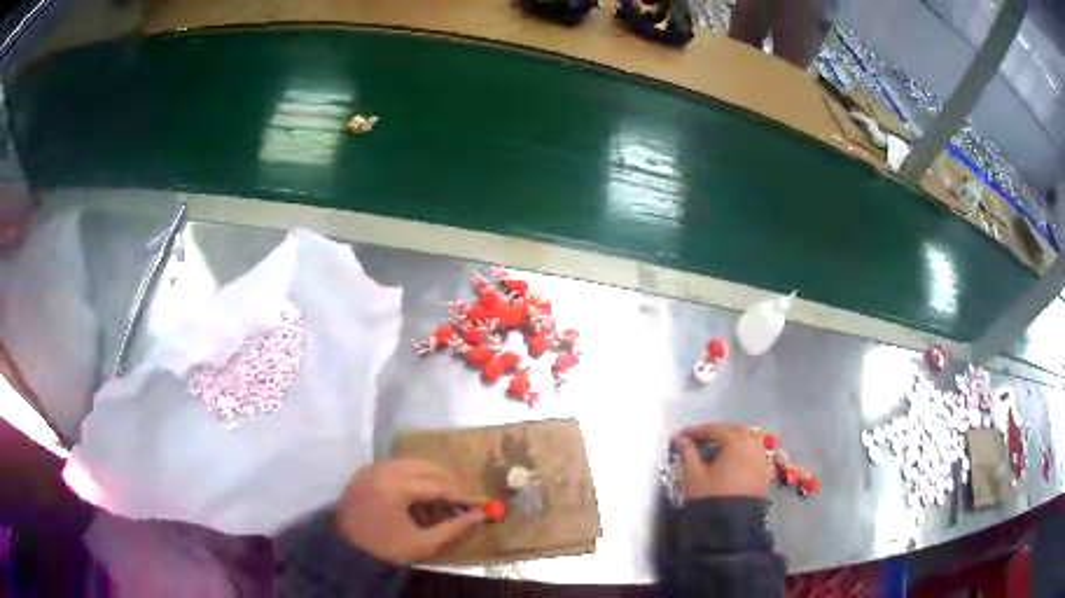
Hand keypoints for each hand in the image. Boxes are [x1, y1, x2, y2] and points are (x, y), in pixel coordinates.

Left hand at [333, 458, 485, 563]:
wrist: (345, 550)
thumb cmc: (385, 549)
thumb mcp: (422, 543)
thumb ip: (453, 527)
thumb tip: (480, 515)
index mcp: (395, 488)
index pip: (438, 486)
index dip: (463, 494)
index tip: (483, 502)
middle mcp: (383, 470)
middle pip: (426, 467)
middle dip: (450, 481)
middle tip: (467, 497)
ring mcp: (372, 467)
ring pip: (412, 463)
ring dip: (433, 476)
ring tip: (447, 496)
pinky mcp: (366, 470)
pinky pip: (397, 466)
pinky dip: (415, 476)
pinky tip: (423, 494)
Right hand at [675, 422, 771, 499]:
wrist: (731, 527)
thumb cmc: (710, 497)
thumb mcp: (693, 476)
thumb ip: (688, 454)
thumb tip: (682, 440)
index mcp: (736, 443)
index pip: (715, 429)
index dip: (696, 431)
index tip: (681, 436)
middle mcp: (753, 447)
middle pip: (736, 430)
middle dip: (718, 431)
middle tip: (700, 439)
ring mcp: (762, 460)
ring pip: (748, 441)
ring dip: (732, 441)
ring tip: (714, 451)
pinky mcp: (764, 474)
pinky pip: (754, 455)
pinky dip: (741, 453)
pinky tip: (729, 463)